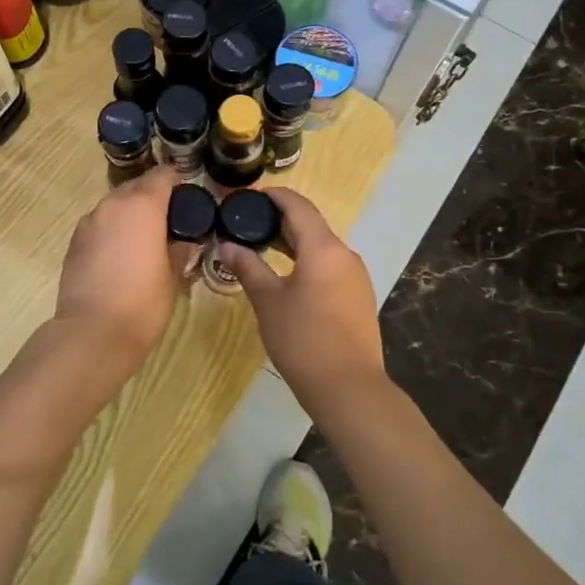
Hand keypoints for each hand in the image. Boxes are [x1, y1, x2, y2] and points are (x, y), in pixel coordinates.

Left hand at [55, 167, 196, 361]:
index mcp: (143, 206)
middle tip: (169, 219)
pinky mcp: (74, 242)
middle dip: (152, 197)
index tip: (186, 192)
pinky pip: (99, 225)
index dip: (175, 179)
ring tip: (144, 238)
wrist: (92, 332)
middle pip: (136, 187)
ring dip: (130, 214)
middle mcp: (113, 205)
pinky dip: (112, 231)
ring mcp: (89, 222)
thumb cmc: (143, 303)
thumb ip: (179, 251)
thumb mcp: (172, 276)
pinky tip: (120, 255)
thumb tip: (184, 241)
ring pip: (115, 206)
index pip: (161, 176)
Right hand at [222, 189, 386, 413]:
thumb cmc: (303, 339)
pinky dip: (306, 262)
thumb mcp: (268, 301)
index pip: (299, 206)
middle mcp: (345, 255)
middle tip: (246, 223)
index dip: (275, 196)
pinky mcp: (358, 297)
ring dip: (293, 243)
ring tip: (261, 248)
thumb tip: (226, 245)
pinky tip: (286, 277)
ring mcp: (356, 277)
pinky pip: (329, 267)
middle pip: (311, 225)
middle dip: (279, 221)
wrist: (349, 388)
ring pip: (321, 248)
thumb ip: (248, 268)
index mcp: (324, 248)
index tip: (249, 196)